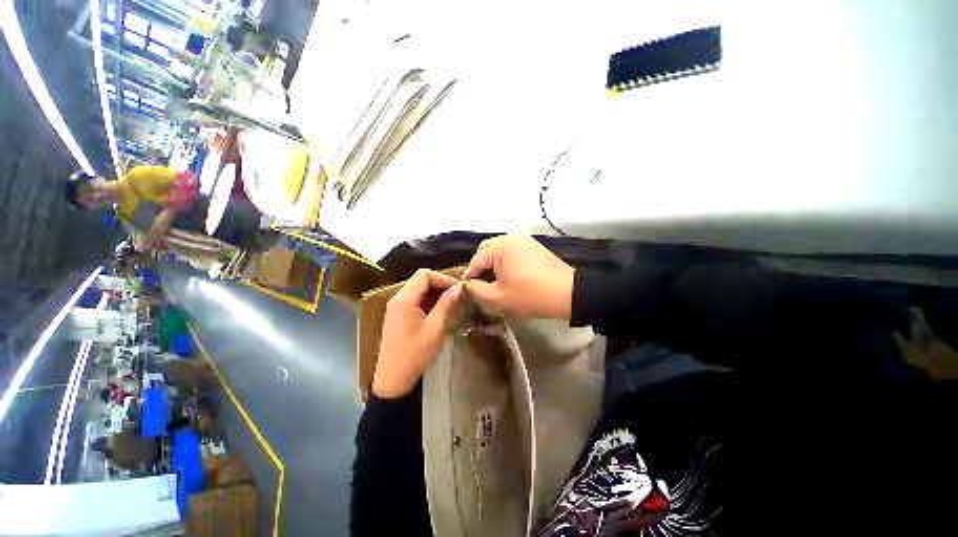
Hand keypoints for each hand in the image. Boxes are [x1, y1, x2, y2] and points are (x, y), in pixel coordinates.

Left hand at [373, 270, 463, 397]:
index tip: (458, 288)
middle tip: (457, 295)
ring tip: (452, 303)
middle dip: (440, 284)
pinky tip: (439, 311)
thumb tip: (459, 287)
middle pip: (420, 280)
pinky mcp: (397, 316)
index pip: (424, 275)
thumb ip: (446, 305)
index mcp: (404, 299)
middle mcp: (397, 299)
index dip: (443, 278)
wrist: (393, 380)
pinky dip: (428, 301)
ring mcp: (396, 308)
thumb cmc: (415, 354)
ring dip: (435, 293)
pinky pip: (414, 301)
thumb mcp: (435, 328)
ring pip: (418, 290)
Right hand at [464, 234, 573, 318]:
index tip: (468, 290)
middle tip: (481, 284)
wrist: (567, 293)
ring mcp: (524, 240)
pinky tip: (509, 274)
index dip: (470, 276)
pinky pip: (512, 250)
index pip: (476, 260)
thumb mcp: (499, 297)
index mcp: (500, 247)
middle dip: (480, 266)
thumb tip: (468, 284)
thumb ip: (477, 290)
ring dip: (492, 263)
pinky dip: (505, 260)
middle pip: (486, 250)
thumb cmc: (530, 295)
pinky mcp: (533, 245)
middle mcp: (510, 238)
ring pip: (499, 249)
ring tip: (494, 280)